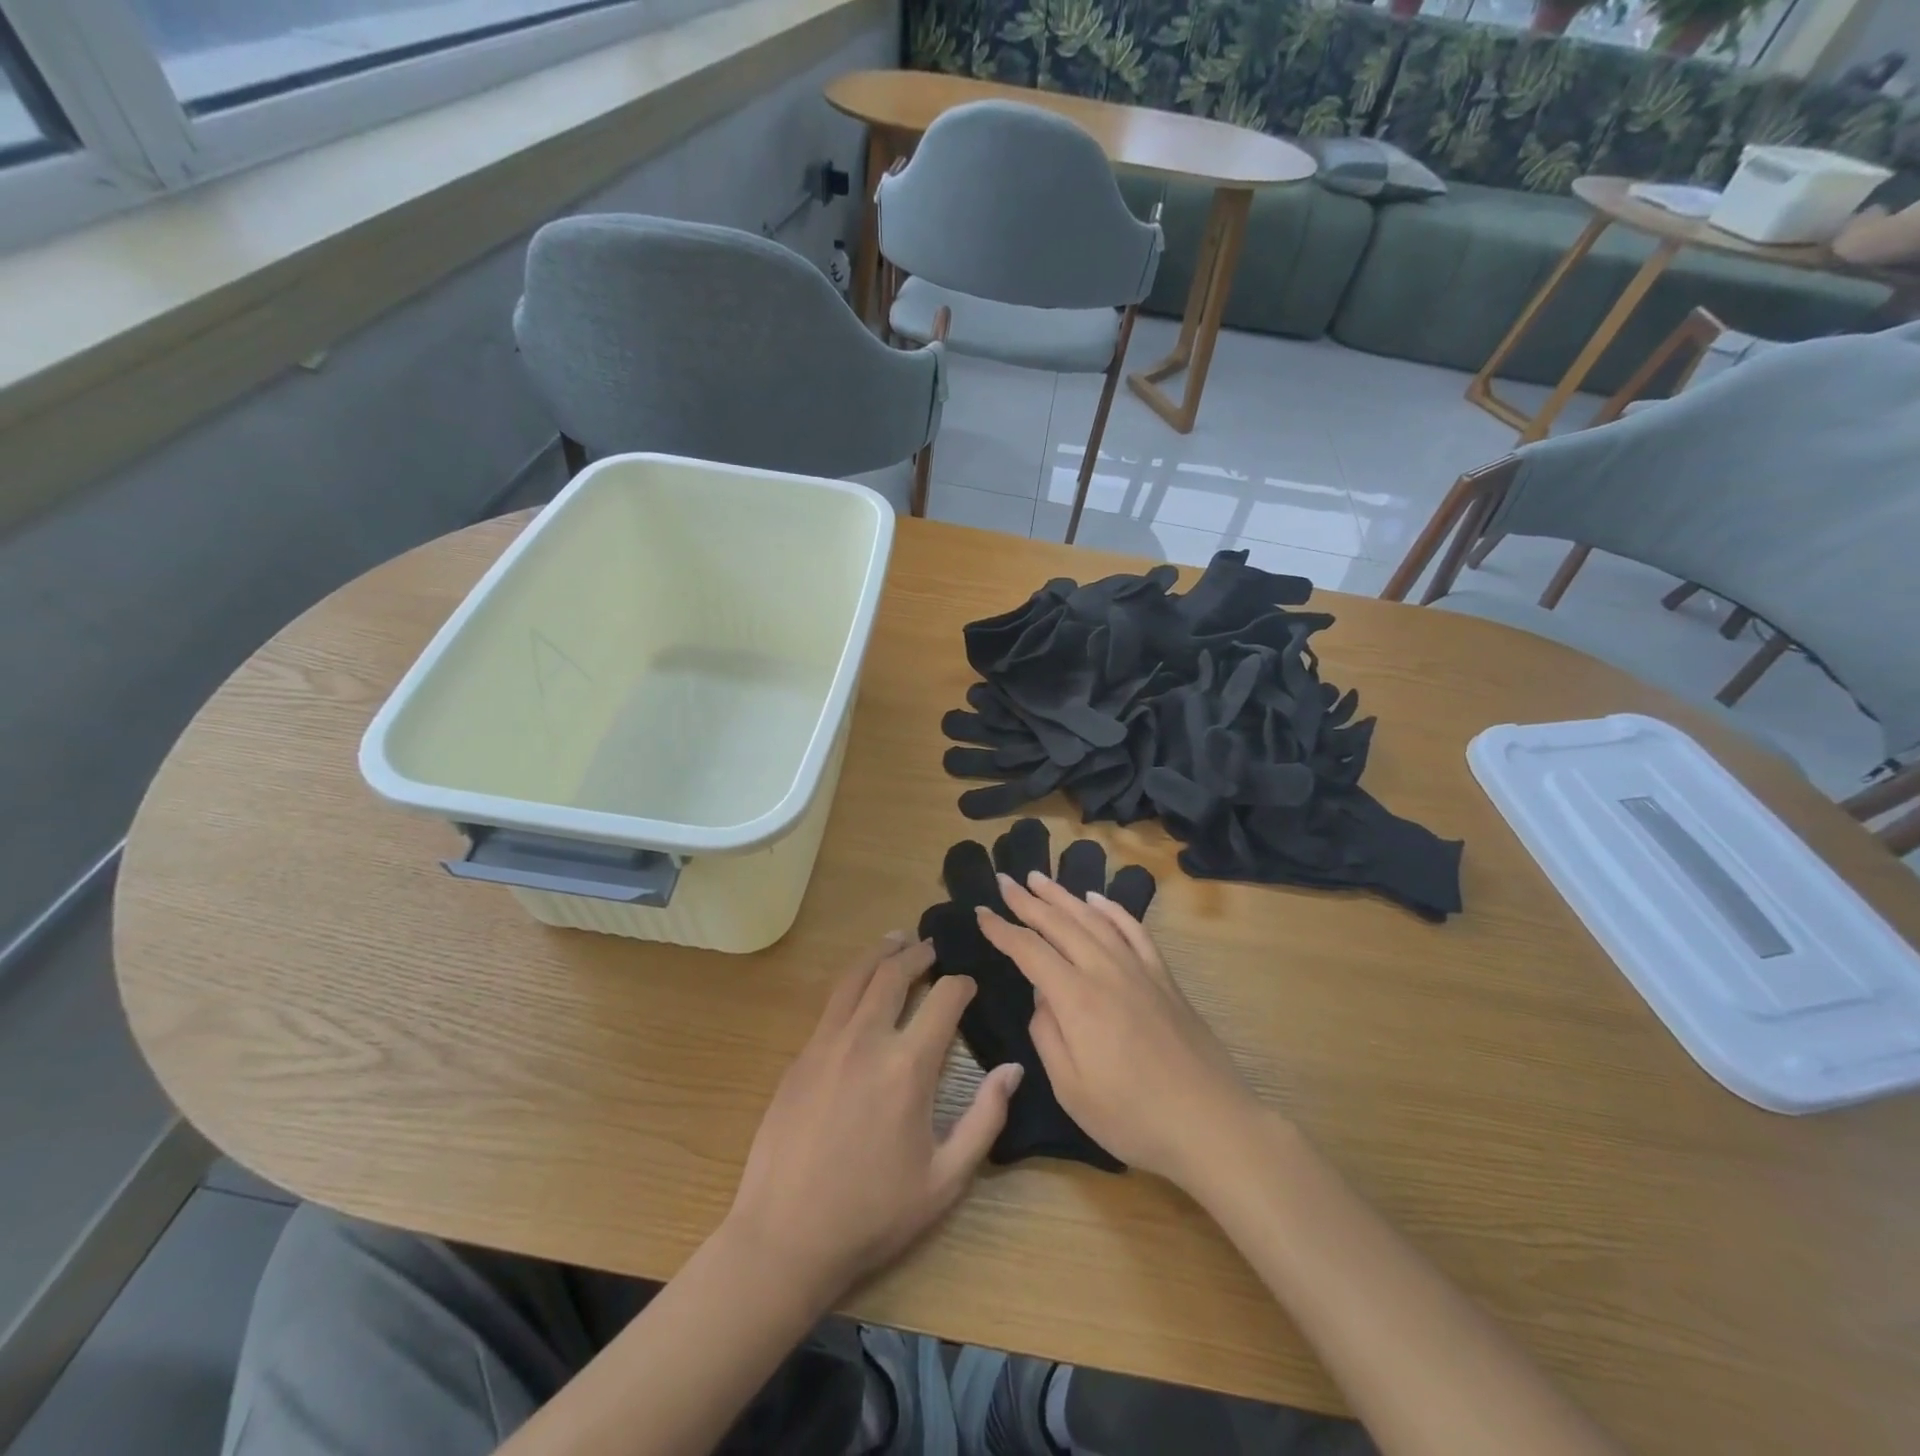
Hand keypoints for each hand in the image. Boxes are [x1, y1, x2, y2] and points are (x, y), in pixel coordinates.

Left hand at [723, 935, 1022, 1302]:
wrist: (785, 1236)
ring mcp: (827, 1043)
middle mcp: (867, 1040)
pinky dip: (853, 982)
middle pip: (894, 974)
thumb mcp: (945, 1180)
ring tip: (895, 942)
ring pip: (856, 978)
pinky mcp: (801, 1056)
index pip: (944, 999)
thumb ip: (985, 1119)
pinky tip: (860, 989)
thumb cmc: (873, 1214)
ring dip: (880, 954)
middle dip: (918, 954)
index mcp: (908, 1067)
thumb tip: (1013, 1069)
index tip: (970, 984)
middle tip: (931, 948)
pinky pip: (832, 1004)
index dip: (962, 984)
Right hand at [976, 873, 1260, 1190]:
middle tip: (1005, 880)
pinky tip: (1098, 899)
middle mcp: (1106, 971)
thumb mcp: (1072, 1090)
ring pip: (1094, 919)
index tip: (981, 912)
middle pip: (1060, 924)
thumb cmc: (1133, 1117)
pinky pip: (1134, 930)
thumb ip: (1047, 1036)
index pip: (1030, 951)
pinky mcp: (1164, 978)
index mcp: (1077, 999)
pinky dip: (1112, 909)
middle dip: (1028, 900)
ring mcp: (1139, 970)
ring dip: (1064, 895)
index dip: (1002, 930)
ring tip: (1041, 878)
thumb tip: (1041, 998)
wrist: (1211, 1123)